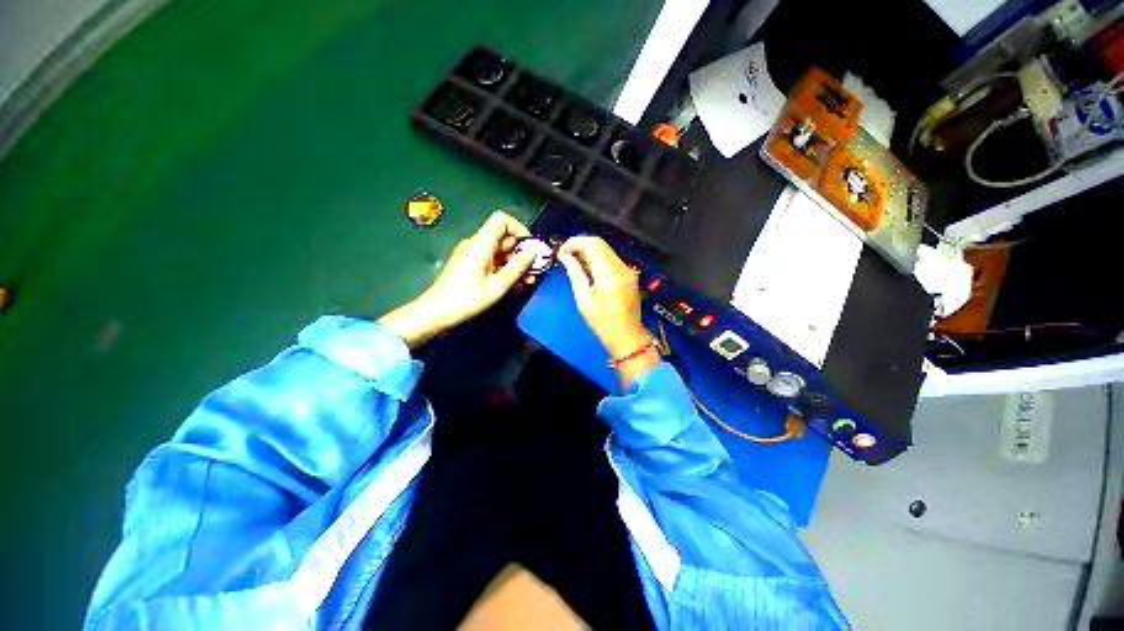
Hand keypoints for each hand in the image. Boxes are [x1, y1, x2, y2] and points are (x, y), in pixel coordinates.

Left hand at [380, 211, 533, 347]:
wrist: (436, 312)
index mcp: (480, 243)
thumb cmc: (465, 299)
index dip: (519, 228)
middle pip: (503, 237)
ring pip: (499, 251)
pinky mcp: (469, 266)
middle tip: (535, 269)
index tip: (530, 246)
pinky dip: (504, 269)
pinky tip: (515, 285)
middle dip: (521, 251)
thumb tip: (532, 253)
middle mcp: (475, 244)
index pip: (501, 219)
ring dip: (515, 263)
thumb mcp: (496, 286)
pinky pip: (491, 261)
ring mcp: (471, 255)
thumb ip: (517, 268)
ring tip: (528, 280)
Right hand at [558, 236, 658, 387]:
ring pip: (606, 249)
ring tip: (573, 262)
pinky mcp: (628, 275)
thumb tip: (565, 257)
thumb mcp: (583, 299)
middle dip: (580, 245)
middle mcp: (621, 267)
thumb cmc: (604, 323)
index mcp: (609, 273)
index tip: (562, 251)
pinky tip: (587, 268)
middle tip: (565, 255)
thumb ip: (574, 273)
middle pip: (599, 243)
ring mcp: (627, 270)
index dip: (574, 243)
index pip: (591, 244)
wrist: (627, 336)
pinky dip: (598, 258)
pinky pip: (611, 259)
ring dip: (588, 251)